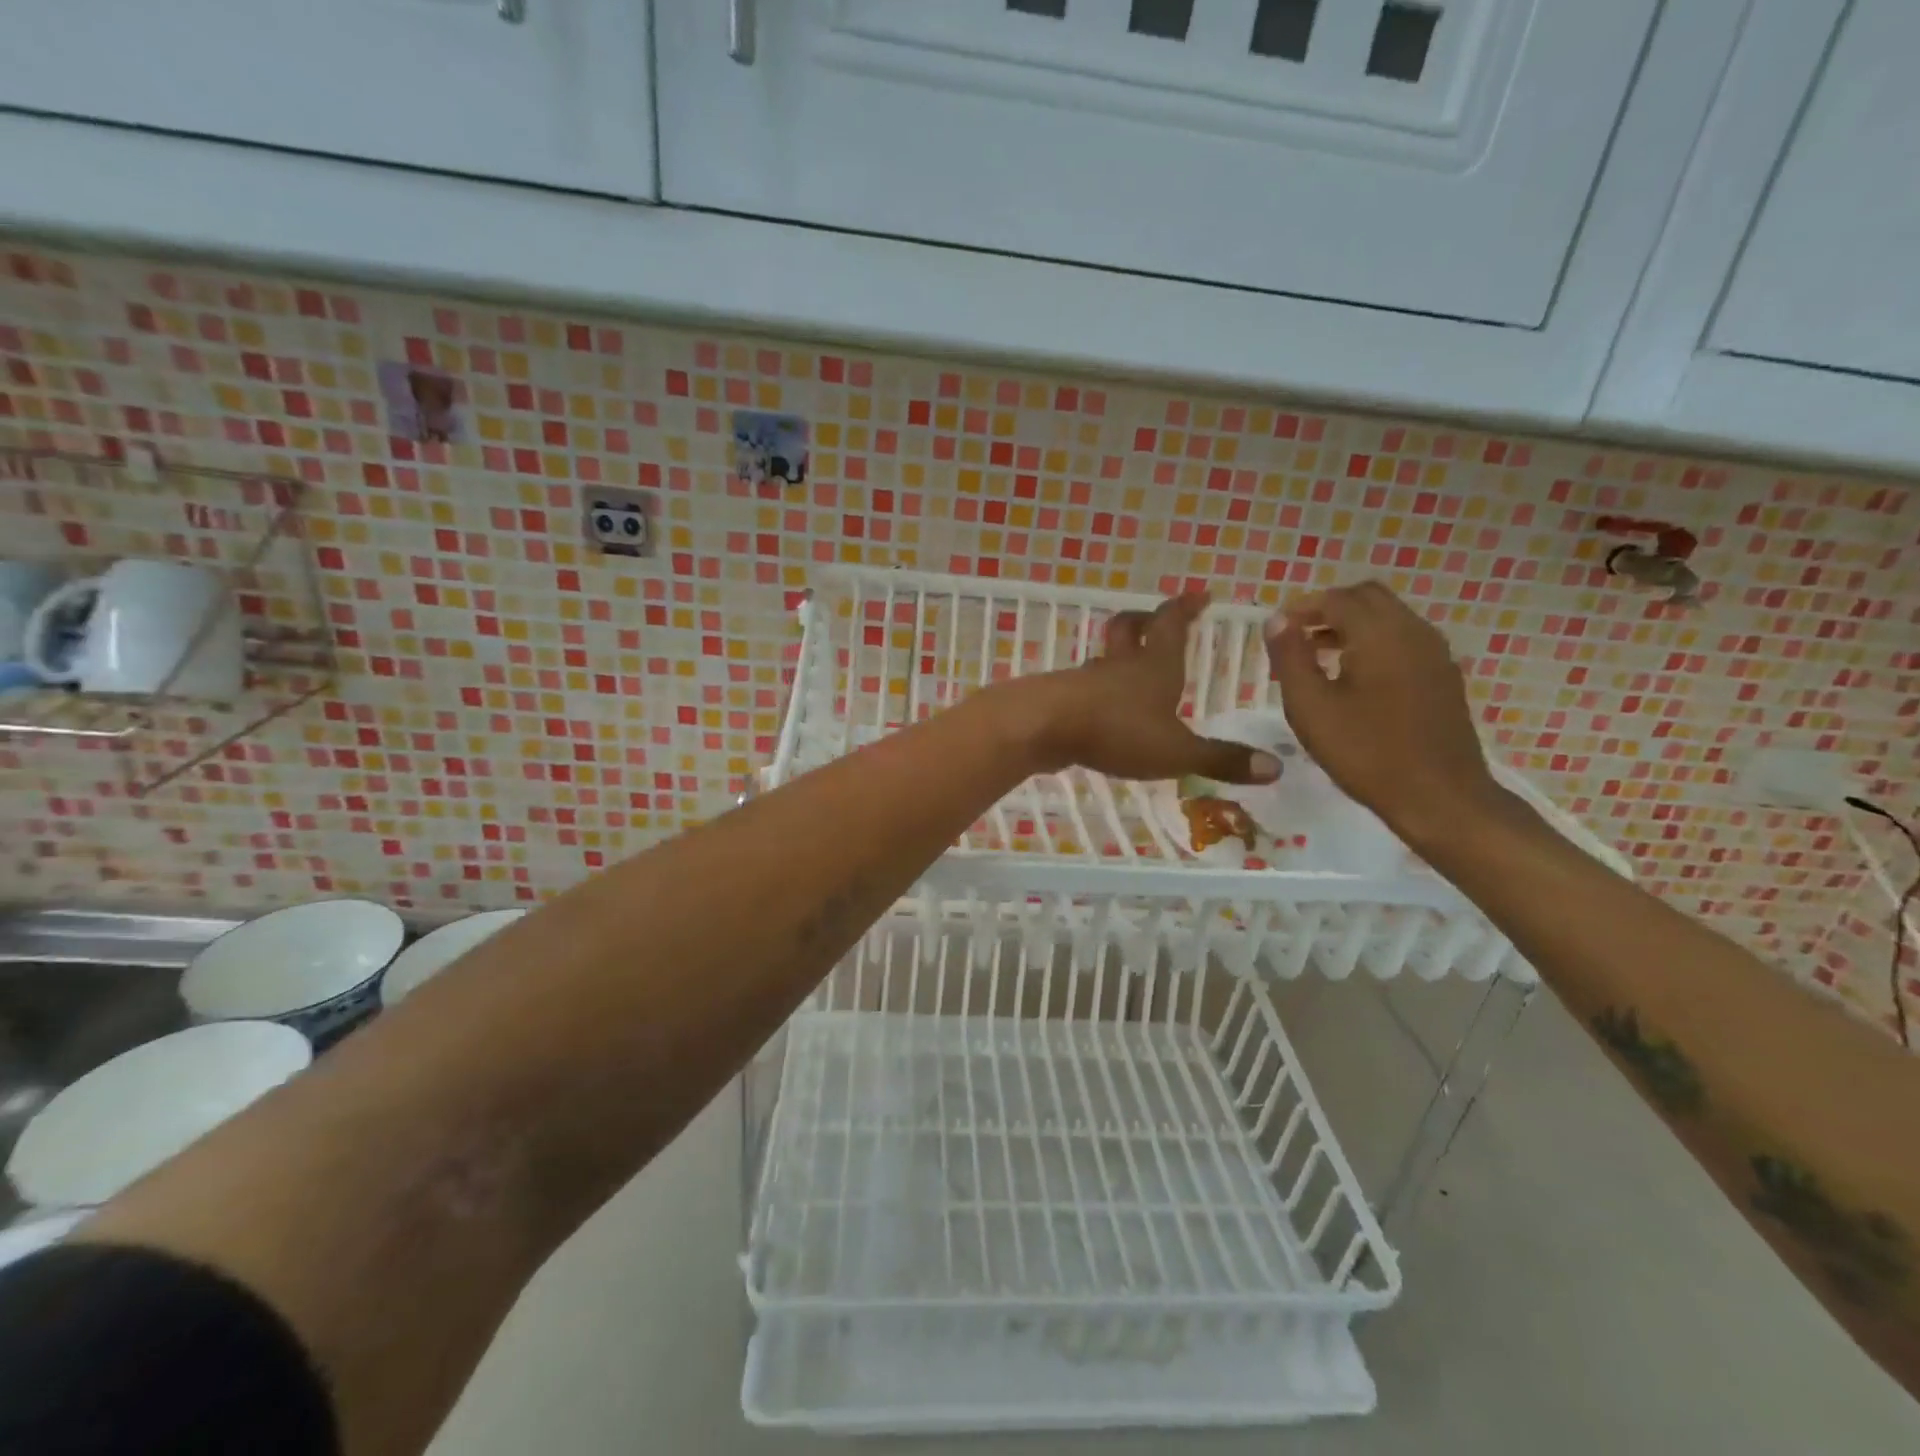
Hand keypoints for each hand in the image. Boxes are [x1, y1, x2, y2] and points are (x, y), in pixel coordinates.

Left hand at [1004, 592, 1279, 783]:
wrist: (1042, 728)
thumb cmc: (1116, 731)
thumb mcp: (1178, 751)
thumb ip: (1222, 759)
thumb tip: (1277, 767)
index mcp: (1154, 665)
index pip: (1171, 623)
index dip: (1186, 607)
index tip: (1200, 595)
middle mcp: (1119, 664)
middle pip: (1128, 628)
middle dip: (1144, 620)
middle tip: (1154, 618)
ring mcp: (1085, 680)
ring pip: (1103, 658)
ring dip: (1117, 657)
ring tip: (1129, 670)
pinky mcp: (1061, 699)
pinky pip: (1083, 688)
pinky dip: (1096, 692)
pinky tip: (1099, 710)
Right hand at [1265, 581, 1510, 843]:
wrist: (1440, 796)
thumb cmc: (1366, 753)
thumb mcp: (1310, 707)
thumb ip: (1290, 657)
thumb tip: (1277, 620)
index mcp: (1379, 634)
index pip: (1336, 599)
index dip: (1301, 607)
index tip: (1275, 630)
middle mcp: (1413, 631)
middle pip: (1367, 597)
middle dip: (1329, 609)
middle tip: (1297, 638)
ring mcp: (1435, 653)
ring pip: (1389, 617)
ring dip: (1352, 625)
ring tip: (1318, 657)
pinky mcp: (1443, 676)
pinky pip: (1404, 639)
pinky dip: (1374, 642)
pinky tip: (1354, 678)